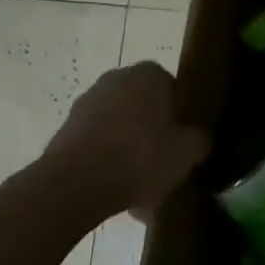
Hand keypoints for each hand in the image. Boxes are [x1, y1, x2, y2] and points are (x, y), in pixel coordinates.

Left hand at [42, 62, 209, 215]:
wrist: (75, 184)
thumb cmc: (140, 156)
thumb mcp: (188, 151)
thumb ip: (200, 139)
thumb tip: (199, 137)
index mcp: (149, 74)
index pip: (173, 87)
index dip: (181, 115)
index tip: (184, 139)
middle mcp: (116, 79)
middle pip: (144, 106)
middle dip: (153, 130)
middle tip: (165, 160)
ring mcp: (86, 104)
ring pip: (119, 126)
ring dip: (128, 148)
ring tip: (141, 185)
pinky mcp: (65, 131)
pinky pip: (97, 144)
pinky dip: (106, 161)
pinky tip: (117, 189)